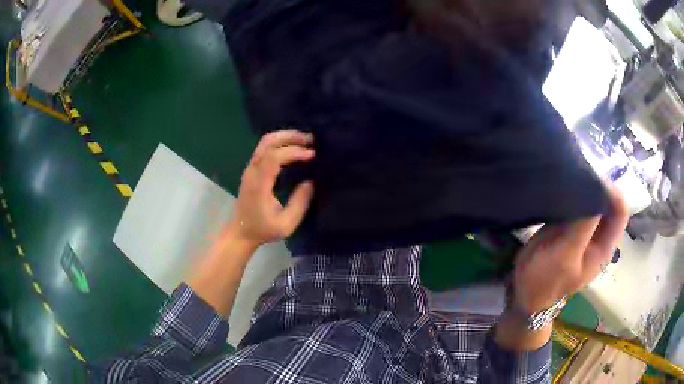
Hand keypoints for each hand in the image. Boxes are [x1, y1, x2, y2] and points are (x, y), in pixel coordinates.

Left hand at [226, 130, 314, 250]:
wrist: (241, 232)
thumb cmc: (263, 230)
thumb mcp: (286, 224)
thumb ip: (300, 204)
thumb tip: (310, 182)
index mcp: (259, 185)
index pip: (274, 157)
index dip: (294, 151)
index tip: (311, 155)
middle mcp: (252, 172)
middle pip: (267, 142)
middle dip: (290, 136)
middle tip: (311, 139)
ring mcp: (250, 169)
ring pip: (265, 142)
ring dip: (285, 137)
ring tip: (304, 141)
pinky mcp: (251, 169)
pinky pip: (265, 148)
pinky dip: (280, 143)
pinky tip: (293, 147)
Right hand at [512, 181, 628, 313]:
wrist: (522, 292)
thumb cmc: (545, 279)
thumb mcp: (565, 254)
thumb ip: (583, 223)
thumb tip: (595, 187)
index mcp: (604, 246)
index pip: (620, 211)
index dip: (611, 192)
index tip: (591, 178)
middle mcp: (598, 236)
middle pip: (608, 203)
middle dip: (597, 186)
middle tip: (578, 173)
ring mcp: (583, 231)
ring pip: (592, 201)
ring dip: (584, 188)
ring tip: (568, 177)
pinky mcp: (569, 227)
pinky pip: (577, 204)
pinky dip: (572, 193)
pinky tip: (561, 187)